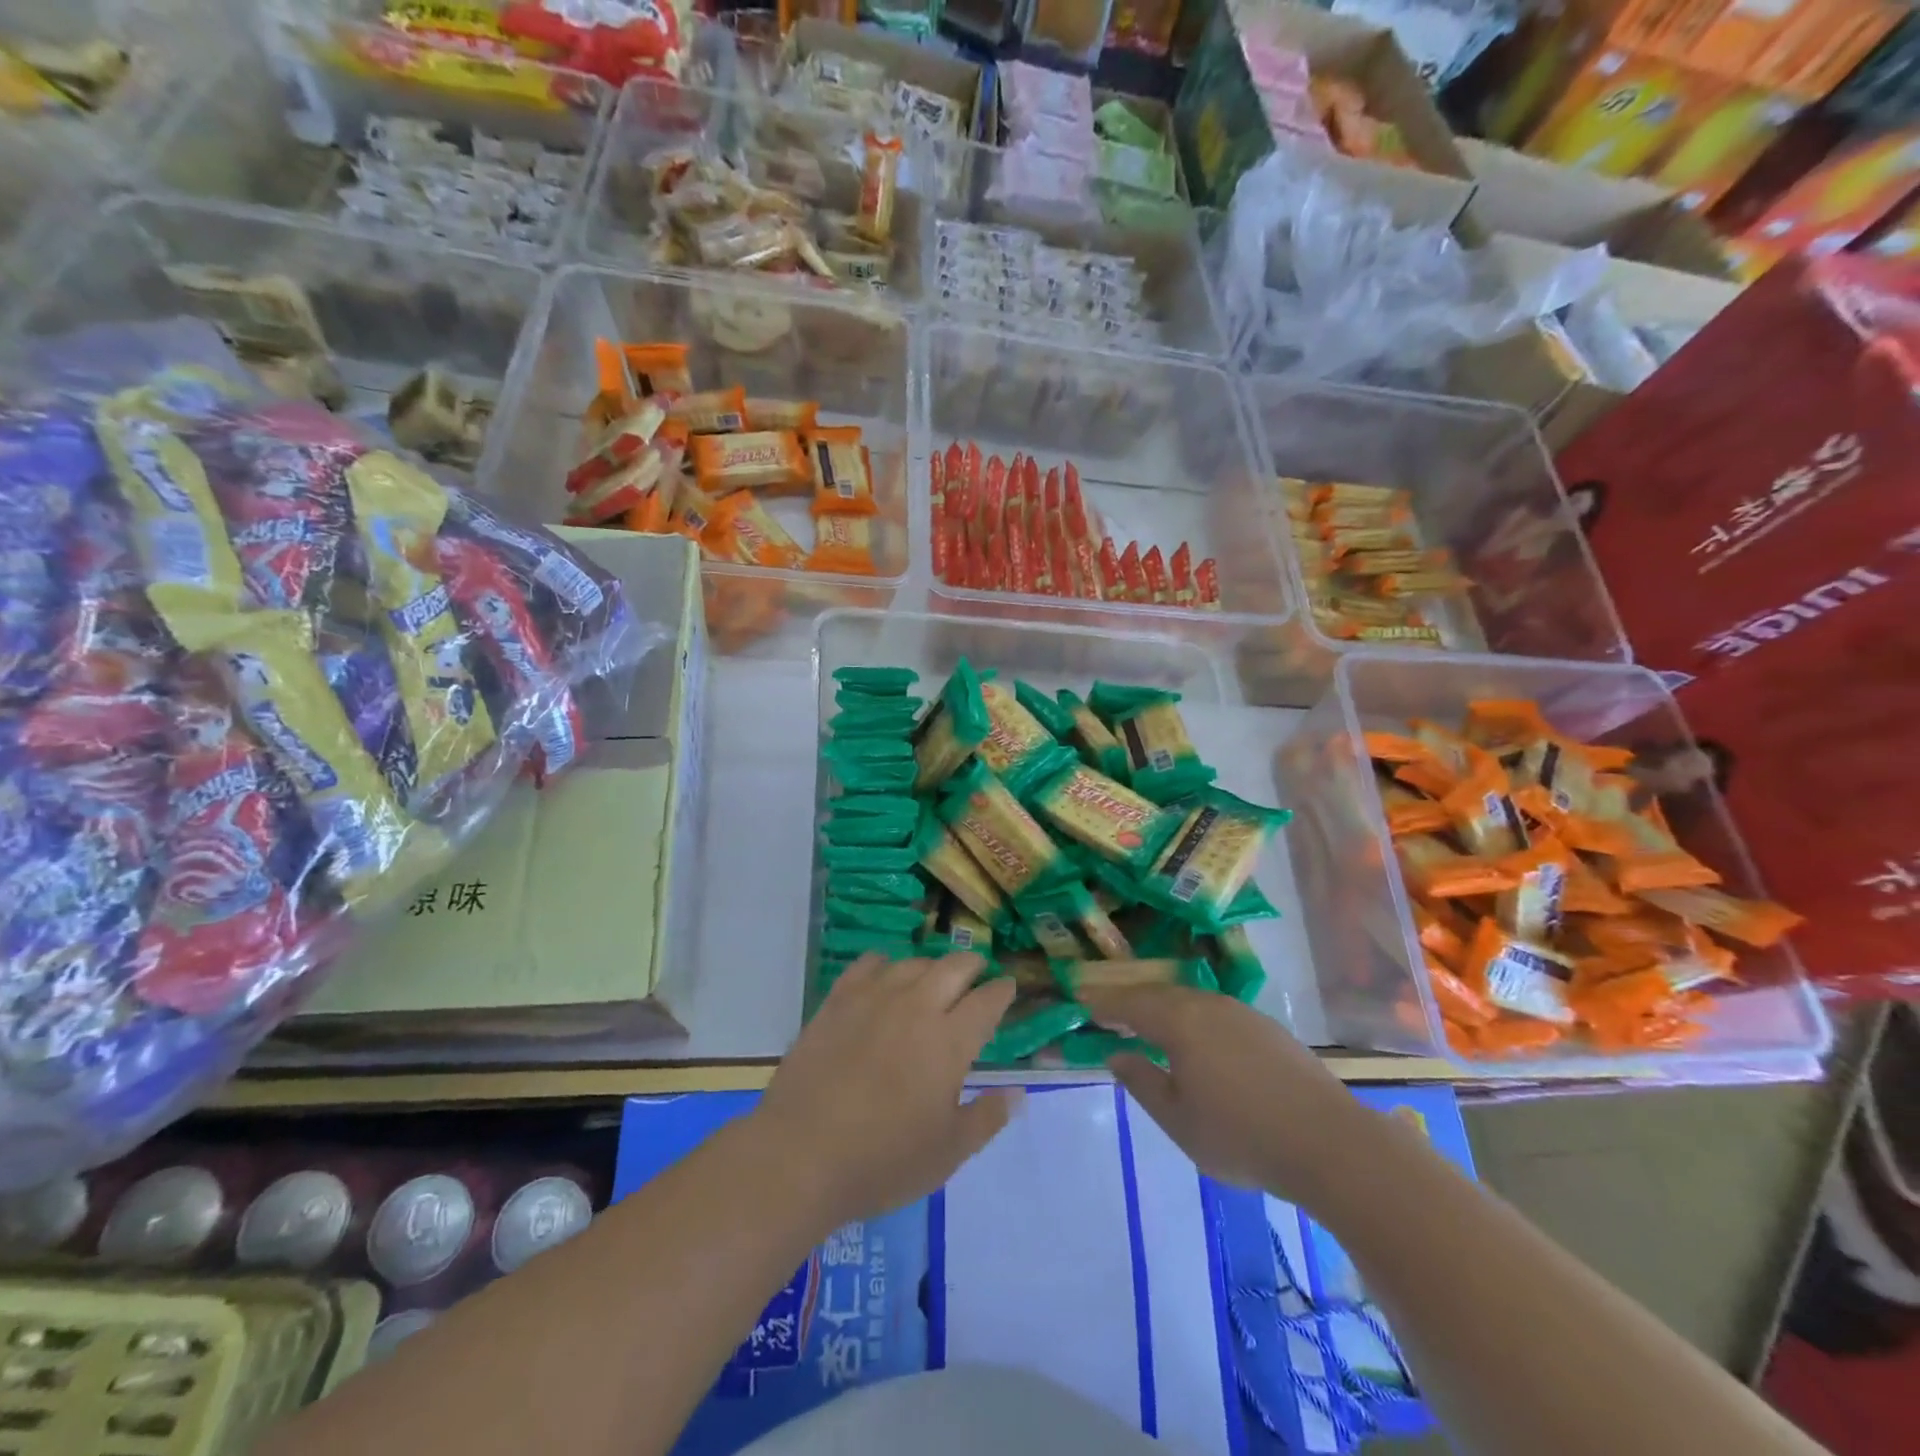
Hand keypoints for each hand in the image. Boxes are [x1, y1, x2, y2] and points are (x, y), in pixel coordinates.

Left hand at [755, 952, 1019, 1228]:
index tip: (1008, 987)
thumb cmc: (882, 1161)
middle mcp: (917, 1007)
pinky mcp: (838, 1000)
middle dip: (972, 966)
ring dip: (931, 967)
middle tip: (977, 974)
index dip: (1002, 991)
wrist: (801, 1154)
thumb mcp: (947, 1153)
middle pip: (954, 967)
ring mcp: (874, 998)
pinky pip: (869, 964)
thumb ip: (987, 1118)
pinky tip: (885, 976)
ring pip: (913, 963)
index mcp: (950, 1041)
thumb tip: (1019, 1093)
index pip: (987, 1001)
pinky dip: (885, 964)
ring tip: (933, 978)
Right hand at [1081, 985, 1375, 1205]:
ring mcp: (1241, 1014)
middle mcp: (1207, 1005)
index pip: (1129, 1003)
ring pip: (1189, 1001)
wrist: (1331, 1143)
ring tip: (1147, 1025)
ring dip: (1163, 1009)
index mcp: (1179, 1021)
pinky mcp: (1267, 1029)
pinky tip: (1195, 1041)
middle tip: (1108, 1010)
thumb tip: (1116, 1054)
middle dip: (1130, 1001)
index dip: (1102, 1002)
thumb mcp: (1178, 1120)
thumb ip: (1142, 1082)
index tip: (1079, 999)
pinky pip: (1214, 1012)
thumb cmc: (1242, 1135)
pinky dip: (1191, 1018)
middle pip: (1159, 995)